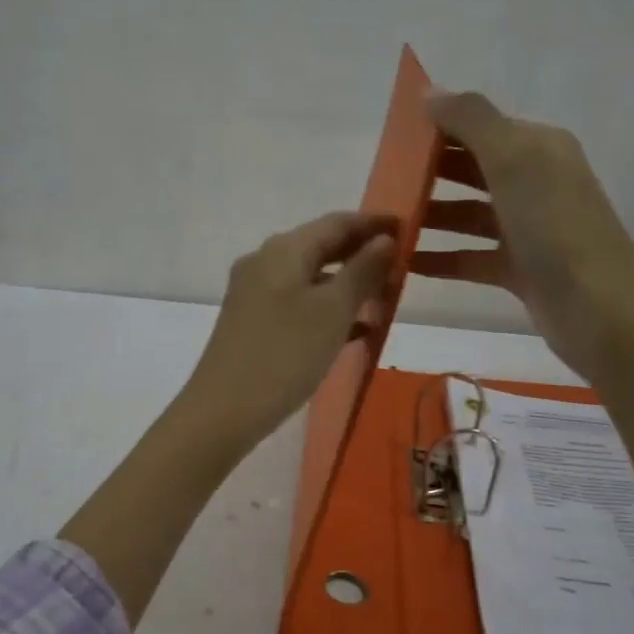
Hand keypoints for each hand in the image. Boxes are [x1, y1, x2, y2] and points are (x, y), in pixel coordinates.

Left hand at [182, 211, 397, 450]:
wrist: (223, 411)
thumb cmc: (285, 354)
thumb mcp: (333, 311)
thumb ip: (362, 271)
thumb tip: (385, 239)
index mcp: (283, 249)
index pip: (337, 222)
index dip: (375, 224)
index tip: (409, 230)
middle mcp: (265, 262)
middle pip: (322, 247)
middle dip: (363, 255)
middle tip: (403, 268)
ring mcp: (255, 294)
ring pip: (311, 278)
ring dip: (349, 285)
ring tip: (387, 300)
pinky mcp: (253, 323)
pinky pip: (299, 304)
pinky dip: (329, 310)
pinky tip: (358, 331)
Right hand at [411, 91, 633, 378]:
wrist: (599, 310)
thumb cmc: (554, 226)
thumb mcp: (513, 159)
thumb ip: (471, 120)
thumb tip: (429, 92)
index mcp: (538, 148)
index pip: (480, 127)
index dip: (438, 129)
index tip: (390, 141)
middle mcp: (535, 182)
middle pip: (471, 169)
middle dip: (428, 173)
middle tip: (380, 184)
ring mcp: (528, 228)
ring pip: (468, 214)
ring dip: (430, 216)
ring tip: (385, 225)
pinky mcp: (520, 269)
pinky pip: (471, 257)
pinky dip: (441, 258)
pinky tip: (405, 263)